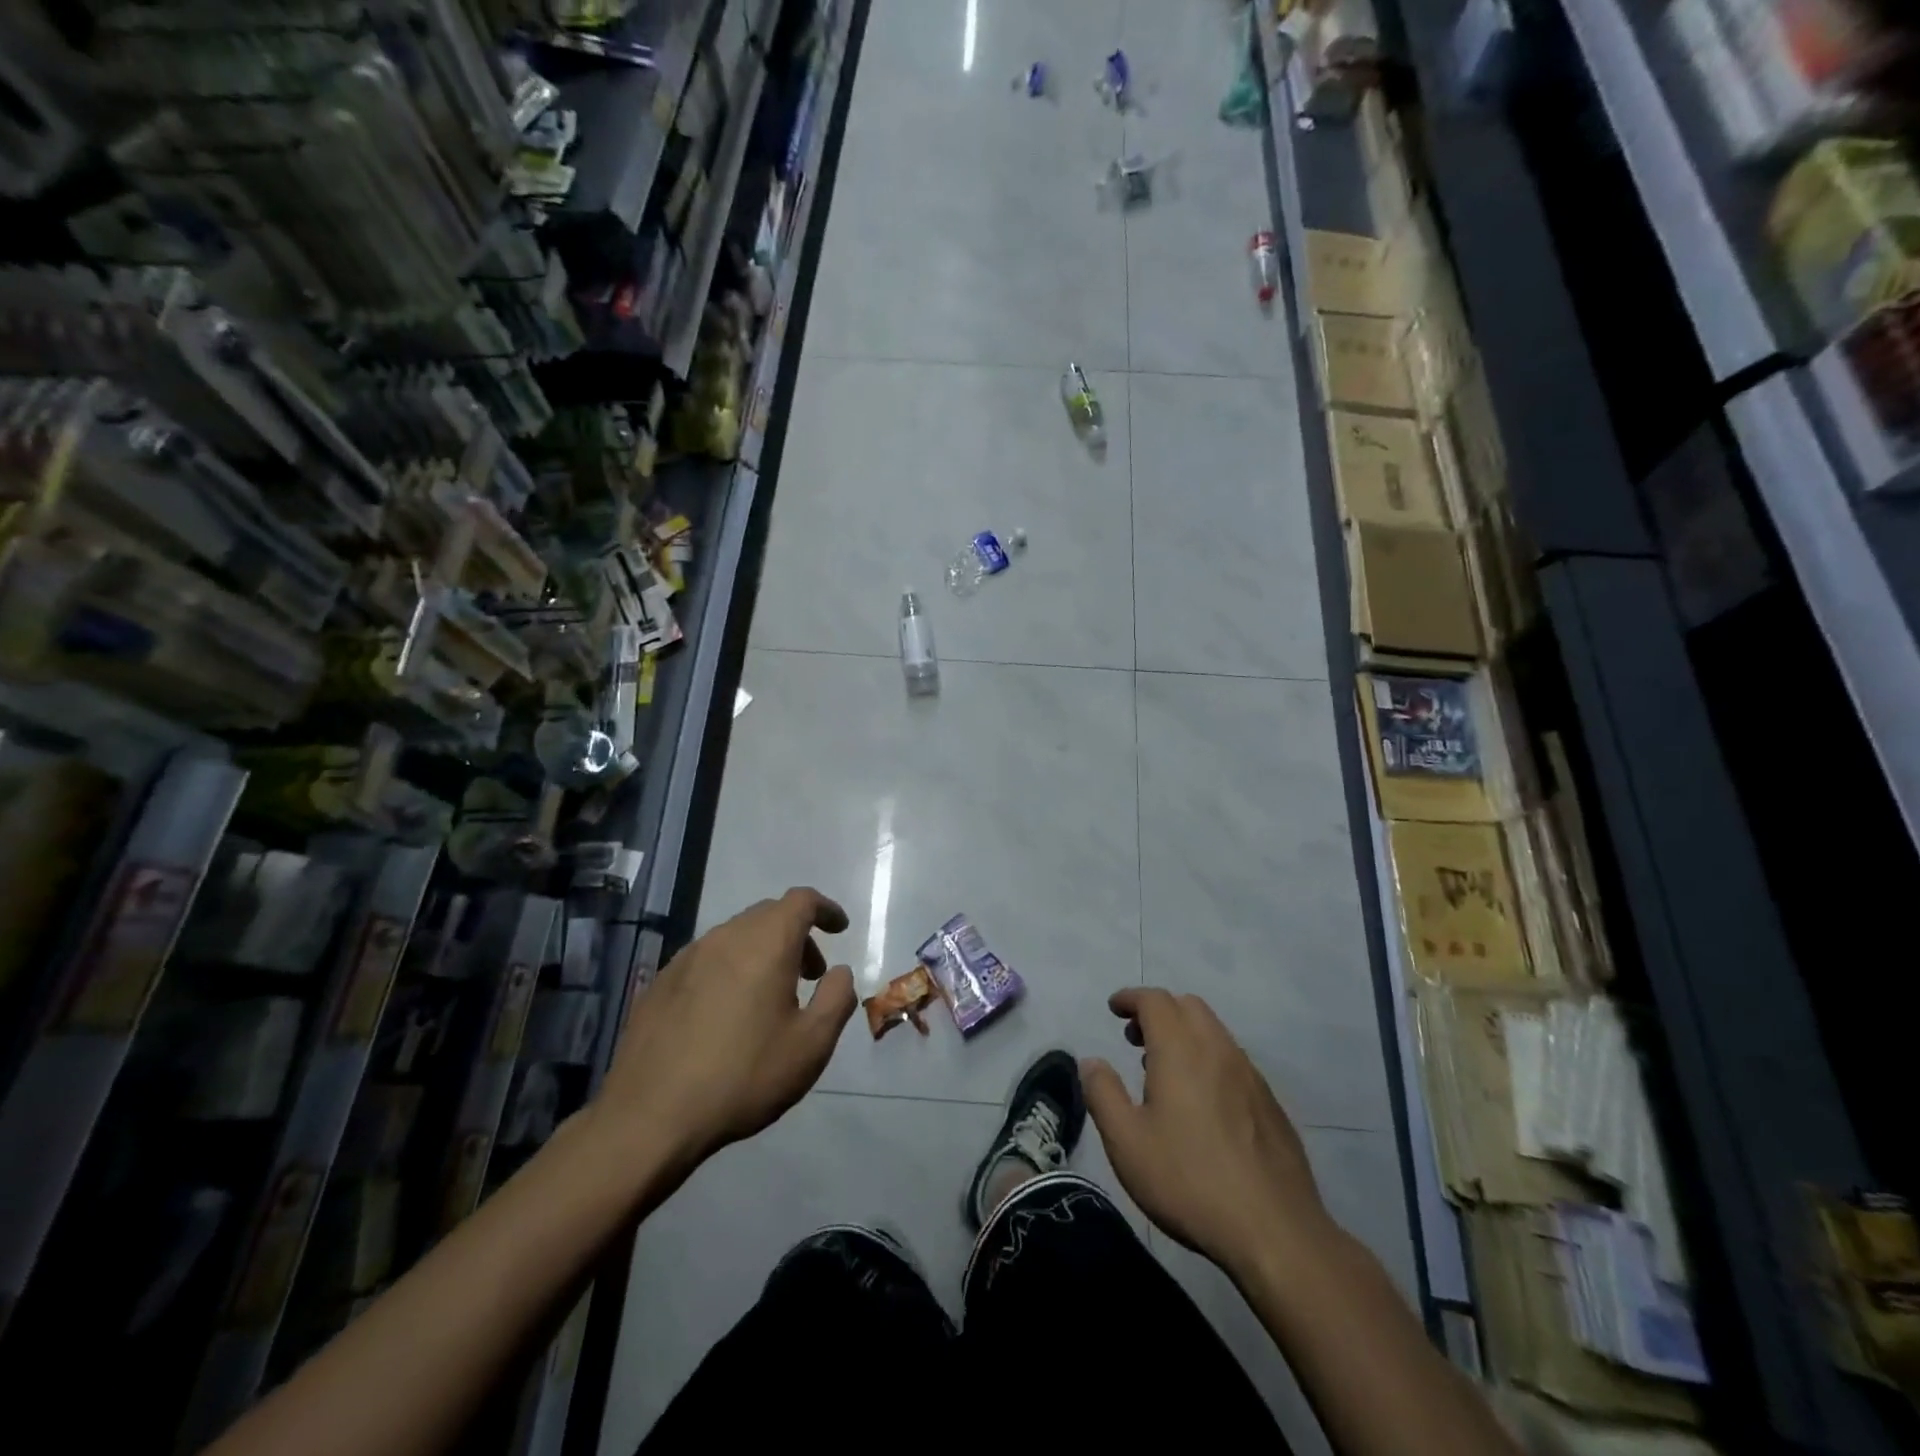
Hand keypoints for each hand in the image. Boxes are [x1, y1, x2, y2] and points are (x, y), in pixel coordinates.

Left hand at [594, 888, 856, 1175]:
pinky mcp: (661, 982)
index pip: (801, 901)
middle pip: (768, 915)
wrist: (649, 1116)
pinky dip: (730, 968)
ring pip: (736, 936)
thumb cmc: (743, 1076)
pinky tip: (727, 1012)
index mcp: (766, 943)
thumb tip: (839, 972)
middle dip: (796, 935)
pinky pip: (708, 959)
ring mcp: (687, 957)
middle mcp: (726, 937)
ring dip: (762, 952)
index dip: (825, 909)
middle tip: (811, 974)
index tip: (839, 929)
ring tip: (770, 997)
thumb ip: (836, 998)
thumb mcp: (811, 1045)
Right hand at [1082, 988, 1333, 1279]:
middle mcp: (1218, 1050)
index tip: (1114, 1008)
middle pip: (1188, 1006)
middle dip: (1158, 1011)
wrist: (1275, 1231)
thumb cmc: (1189, 1181)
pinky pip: (1233, 1060)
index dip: (1131, 998)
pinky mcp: (1270, 1103)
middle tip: (1135, 1038)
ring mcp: (1250, 1075)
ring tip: (1163, 1071)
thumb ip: (1103, 1094)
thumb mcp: (1127, 1142)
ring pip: (1214, 1031)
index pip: (1155, 1000)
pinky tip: (1201, 1102)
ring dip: (1184, 1034)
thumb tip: (1092, 1062)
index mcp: (1181, 1050)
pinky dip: (1208, 1058)